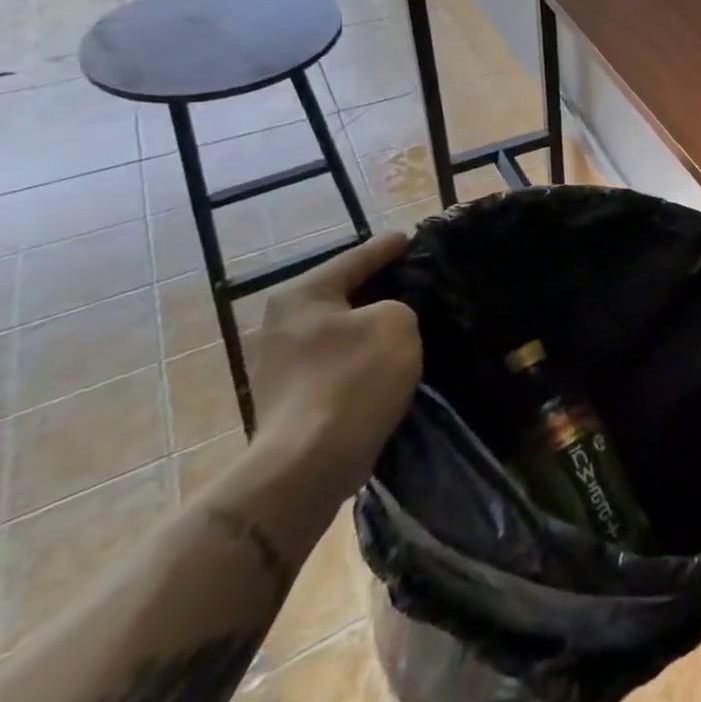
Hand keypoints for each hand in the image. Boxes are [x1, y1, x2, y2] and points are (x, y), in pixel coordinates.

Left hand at [251, 231, 420, 498]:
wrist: (309, 464)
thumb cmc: (353, 379)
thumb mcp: (396, 322)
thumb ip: (399, 304)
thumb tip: (388, 317)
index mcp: (302, 295)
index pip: (356, 258)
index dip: (389, 247)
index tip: (411, 237)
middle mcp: (282, 323)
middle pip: (344, 294)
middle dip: (380, 288)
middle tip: (418, 278)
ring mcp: (281, 364)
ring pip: (342, 330)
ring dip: (371, 326)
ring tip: (410, 319)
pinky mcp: (292, 397)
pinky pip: (338, 361)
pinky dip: (363, 355)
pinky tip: (389, 359)